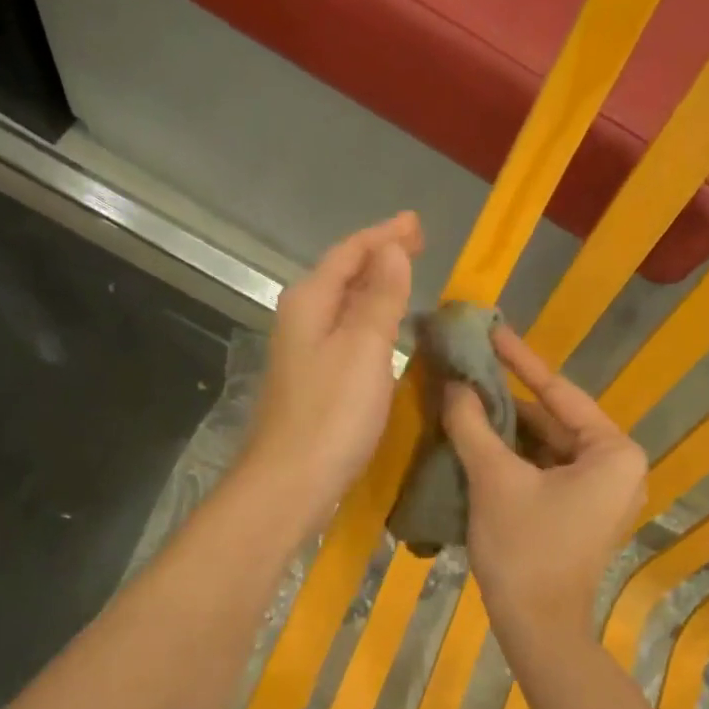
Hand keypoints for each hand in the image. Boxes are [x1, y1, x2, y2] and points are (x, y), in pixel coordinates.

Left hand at [245, 212, 422, 522]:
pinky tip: (385, 334)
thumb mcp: (364, 348)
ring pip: (343, 307)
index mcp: (310, 301)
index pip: (349, 253)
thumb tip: (391, 249)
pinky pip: (345, 336)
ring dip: (374, 291)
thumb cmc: (331, 414)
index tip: (417, 224)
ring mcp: (303, 353)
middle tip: (417, 247)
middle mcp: (300, 320)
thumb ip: (380, 297)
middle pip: (342, 275)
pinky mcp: (312, 383)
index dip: (384, 236)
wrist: (290, 483)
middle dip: (379, 258)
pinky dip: (368, 324)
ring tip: (406, 282)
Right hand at [442, 326, 646, 643]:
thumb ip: (474, 424)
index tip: (491, 331)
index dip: (519, 361)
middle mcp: (618, 467)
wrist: (537, 629)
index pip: (559, 393)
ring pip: (547, 447)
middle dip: (508, 400)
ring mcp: (602, 493)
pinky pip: (546, 471)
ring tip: (465, 398)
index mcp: (615, 452)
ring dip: (507, 430)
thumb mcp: (494, 479)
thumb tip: (454, 384)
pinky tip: (479, 440)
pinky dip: (514, 458)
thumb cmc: (524, 549)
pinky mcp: (582, 513)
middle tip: (468, 368)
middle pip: (554, 420)